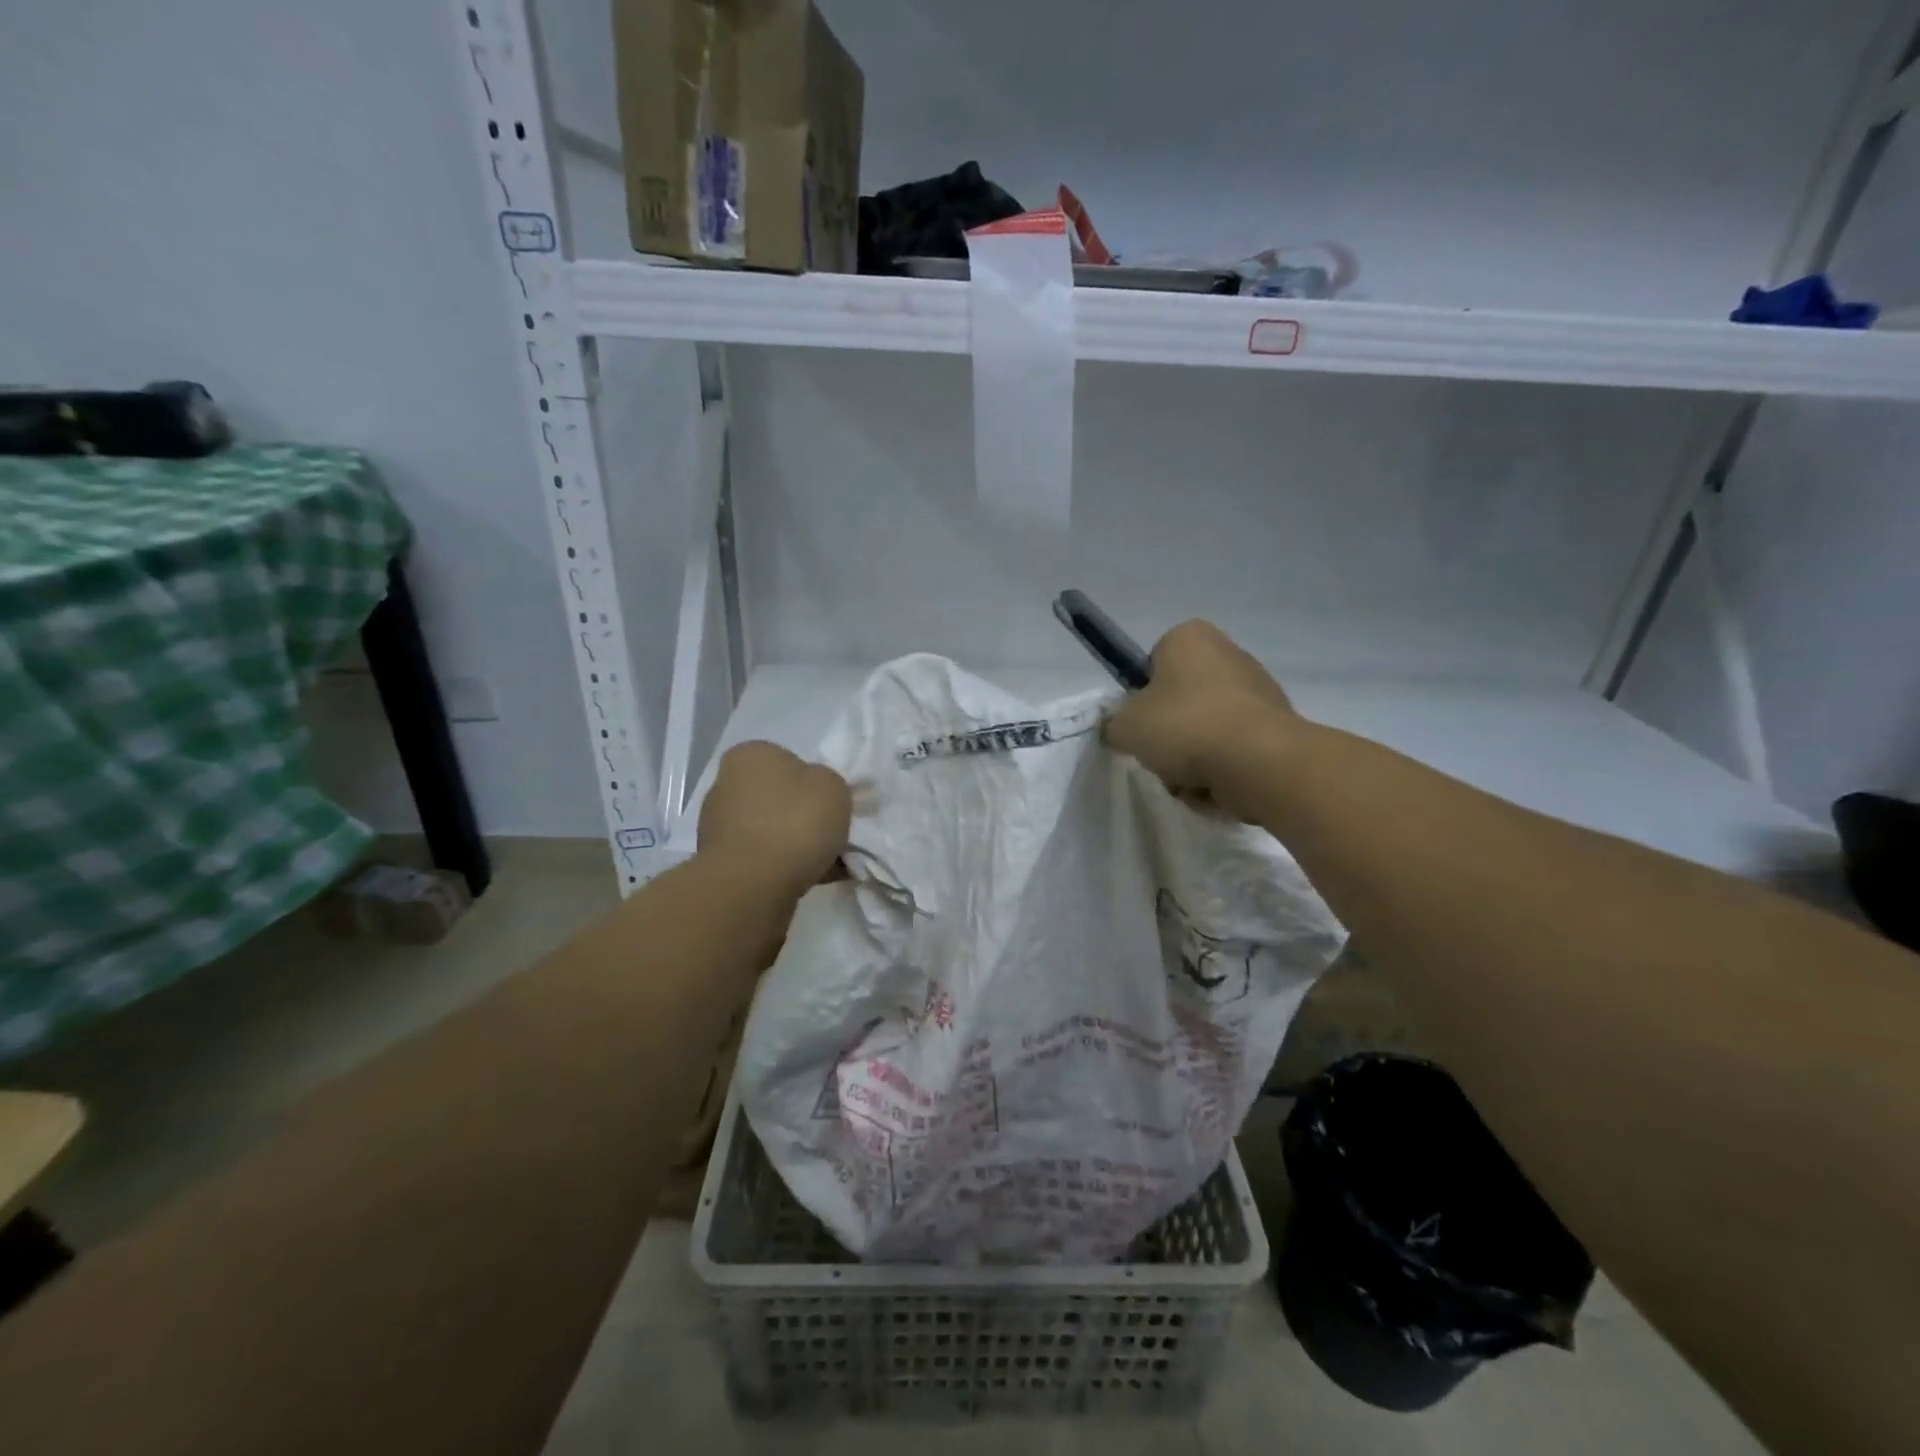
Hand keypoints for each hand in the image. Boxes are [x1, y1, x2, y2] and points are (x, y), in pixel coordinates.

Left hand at [698, 741, 851, 895]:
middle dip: (807, 816)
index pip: (789, 761)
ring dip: (801, 844)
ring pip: (775, 830)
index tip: (834, 804)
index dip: (816, 782)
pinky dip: (790, 866)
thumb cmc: (795, 822)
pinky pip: (766, 858)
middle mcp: (727, 785)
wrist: (753, 885)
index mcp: (751, 755)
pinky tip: (818, 878)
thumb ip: (831, 784)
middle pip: (781, 798)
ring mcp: (720, 826)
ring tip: (834, 863)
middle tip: (837, 835)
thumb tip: (819, 795)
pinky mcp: (723, 863)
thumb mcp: (834, 787)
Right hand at [1102, 620, 1300, 818]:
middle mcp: (1228, 653)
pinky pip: (1234, 751)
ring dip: (1192, 761)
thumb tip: (1119, 729)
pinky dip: (1221, 772)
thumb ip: (1113, 724)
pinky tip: (1217, 788)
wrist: (1259, 762)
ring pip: (1206, 731)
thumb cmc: (1184, 727)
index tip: (1140, 725)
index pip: (1152, 664)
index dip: (1141, 697)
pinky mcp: (1277, 726)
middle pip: (1180, 702)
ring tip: (1189, 780)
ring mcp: (1258, 690)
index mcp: (1190, 637)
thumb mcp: (1126, 727)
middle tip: (1161, 758)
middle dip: (1169, 736)